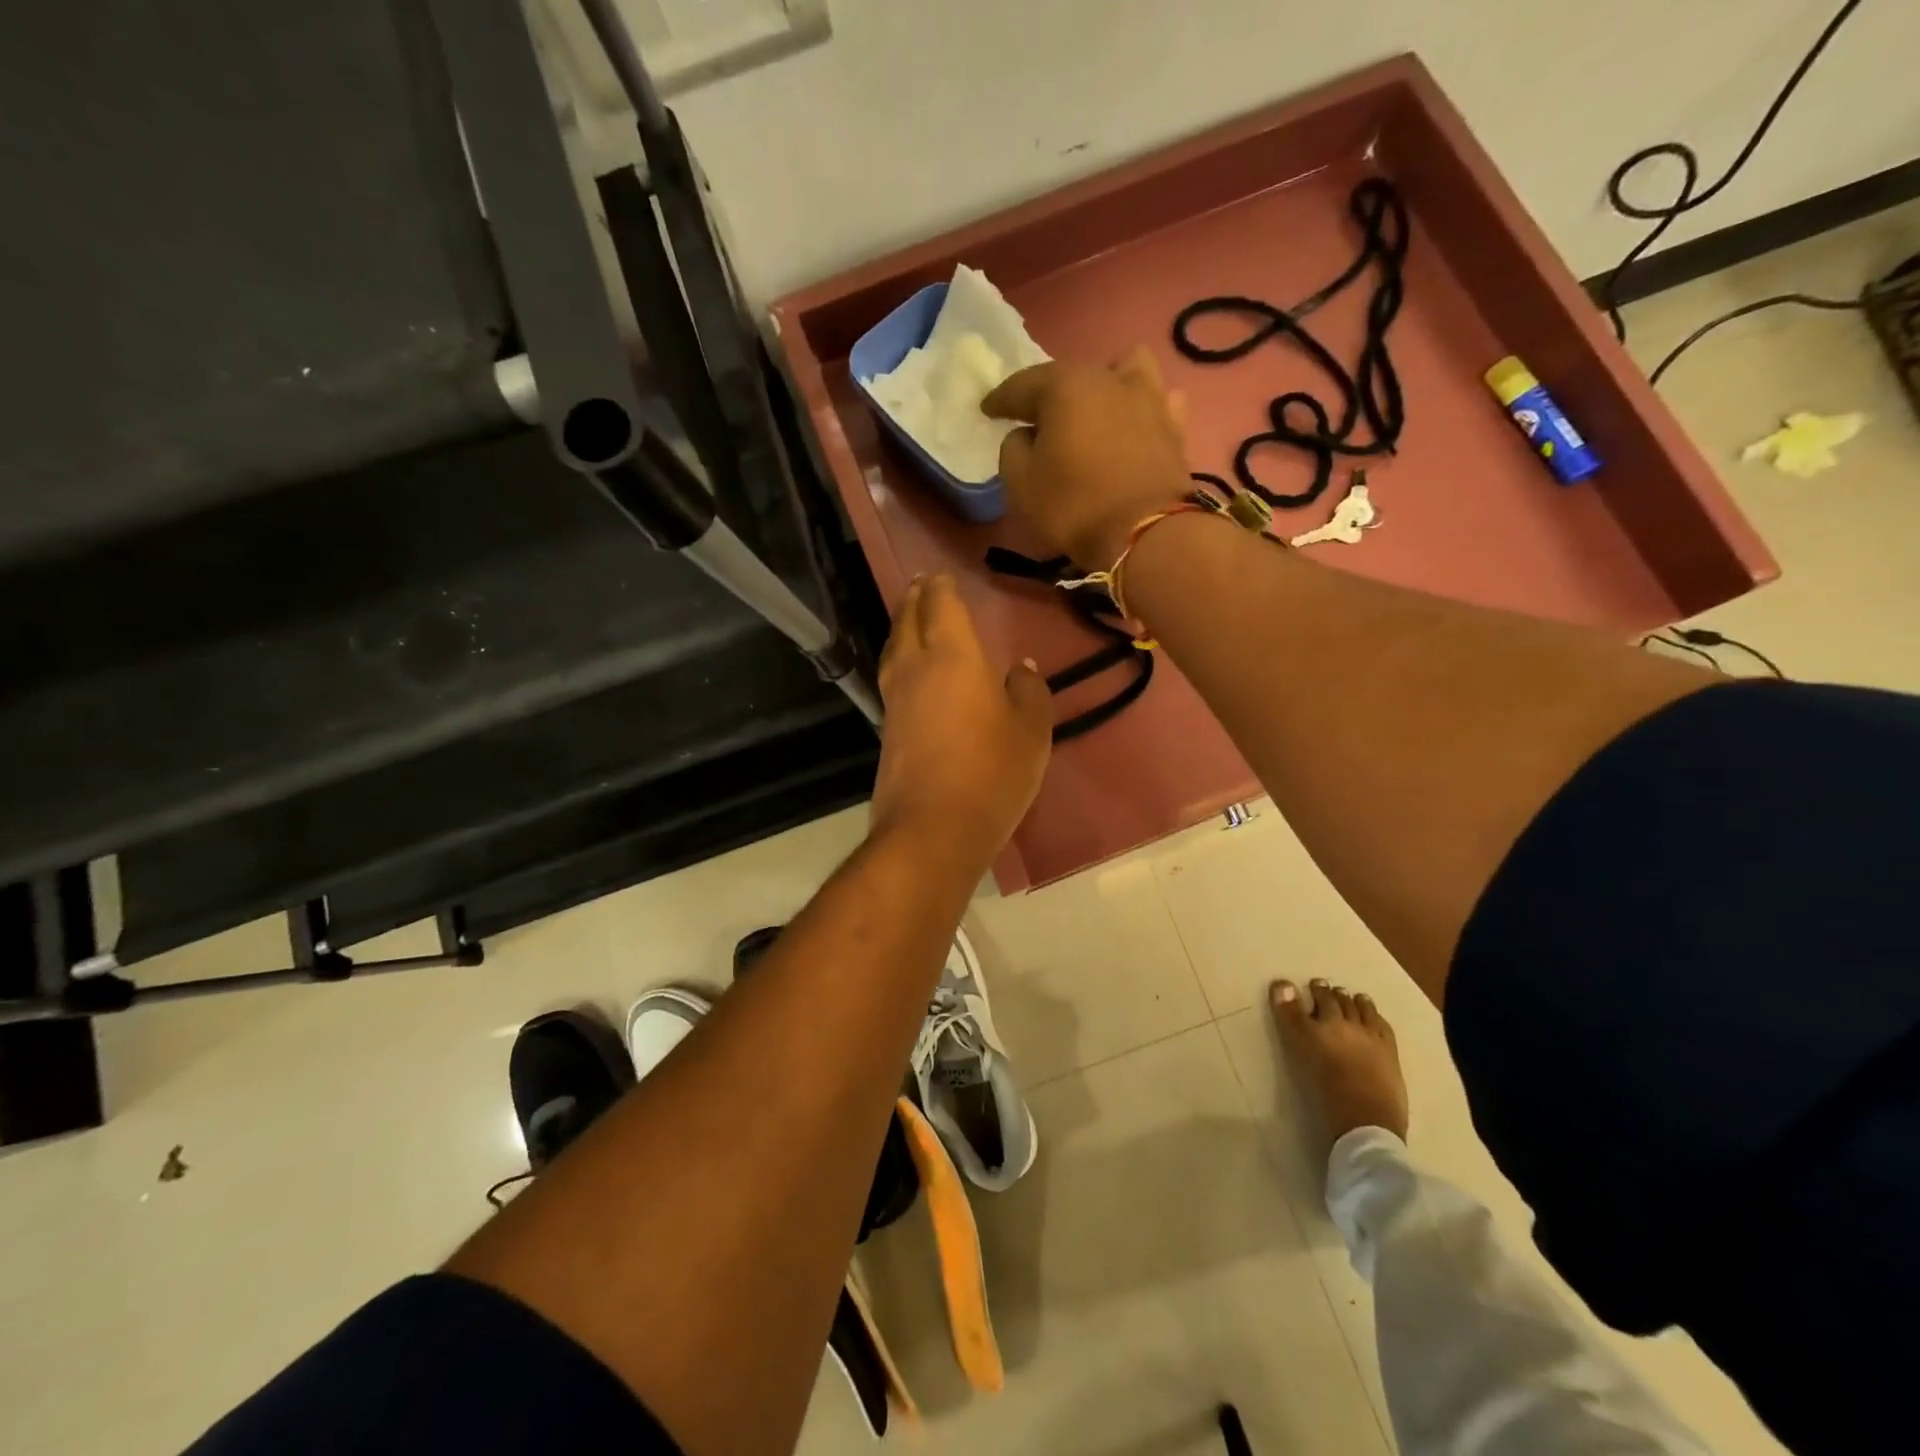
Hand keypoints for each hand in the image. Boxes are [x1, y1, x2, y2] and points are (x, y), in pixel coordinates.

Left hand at [871, 574, 1051, 868]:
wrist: (932, 829)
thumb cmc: (991, 772)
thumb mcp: (1031, 731)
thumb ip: (1028, 692)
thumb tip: (1019, 669)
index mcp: (951, 655)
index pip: (940, 604)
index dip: (941, 585)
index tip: (942, 574)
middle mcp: (914, 667)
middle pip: (908, 619)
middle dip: (915, 598)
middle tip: (922, 585)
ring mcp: (894, 699)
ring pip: (893, 647)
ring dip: (902, 626)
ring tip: (911, 619)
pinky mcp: (886, 728)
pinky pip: (891, 676)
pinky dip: (900, 660)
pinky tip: (911, 671)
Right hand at [983, 346, 1192, 567]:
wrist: (1147, 535)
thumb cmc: (1074, 506)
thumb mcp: (1021, 484)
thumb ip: (1013, 449)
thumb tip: (1026, 435)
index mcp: (1066, 386)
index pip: (1022, 385)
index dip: (1000, 399)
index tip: (987, 410)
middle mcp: (1109, 378)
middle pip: (1071, 376)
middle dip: (1049, 394)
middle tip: (1037, 420)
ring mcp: (1149, 398)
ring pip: (1125, 370)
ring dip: (1106, 383)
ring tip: (1095, 409)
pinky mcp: (1175, 425)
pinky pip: (1157, 401)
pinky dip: (1140, 408)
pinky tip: (1134, 423)